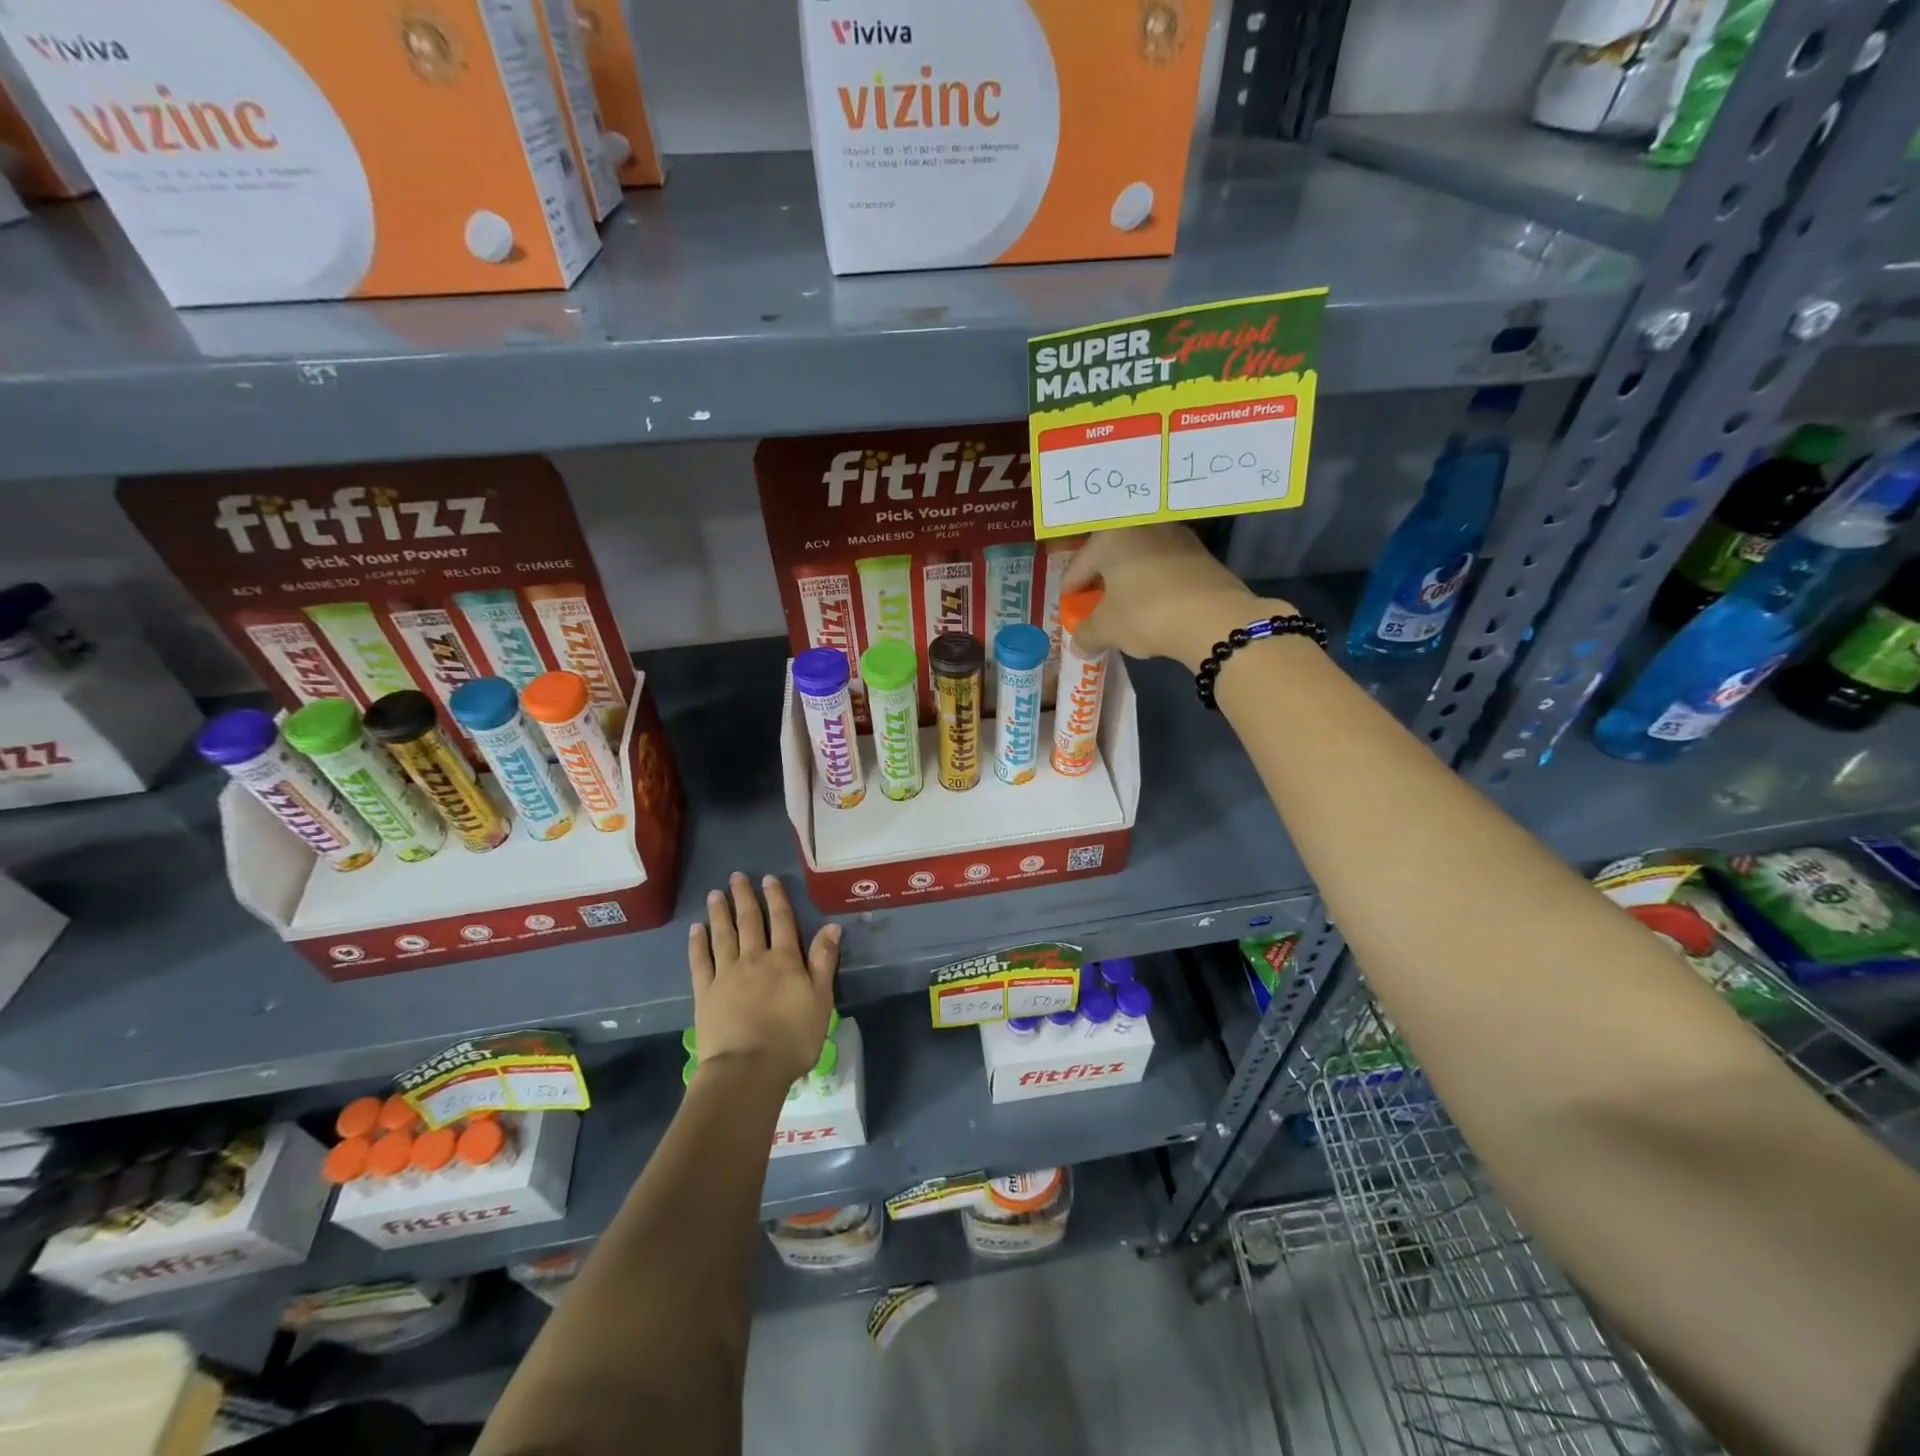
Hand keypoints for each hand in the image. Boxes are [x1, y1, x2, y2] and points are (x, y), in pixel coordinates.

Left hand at [688, 873, 839, 1085]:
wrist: (747, 1069)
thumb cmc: (792, 1038)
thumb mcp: (821, 1000)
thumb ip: (824, 962)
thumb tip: (831, 927)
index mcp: (785, 960)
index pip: (782, 921)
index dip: (776, 898)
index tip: (768, 879)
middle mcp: (755, 959)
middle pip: (750, 922)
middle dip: (744, 897)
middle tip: (737, 876)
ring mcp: (726, 974)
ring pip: (723, 935)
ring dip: (720, 913)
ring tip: (714, 894)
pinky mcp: (705, 993)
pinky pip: (700, 961)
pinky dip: (698, 943)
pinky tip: (696, 929)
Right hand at [1061, 525, 1293, 670]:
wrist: (1214, 618)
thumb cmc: (1146, 614)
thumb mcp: (1106, 629)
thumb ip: (1085, 634)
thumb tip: (1078, 645)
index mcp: (1109, 537)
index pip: (1077, 568)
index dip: (1069, 594)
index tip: (1069, 611)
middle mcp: (1139, 526)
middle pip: (1108, 558)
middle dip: (1100, 584)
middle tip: (1095, 608)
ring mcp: (1173, 535)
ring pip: (1138, 560)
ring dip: (1128, 582)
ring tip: (1125, 608)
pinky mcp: (1199, 551)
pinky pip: (1163, 566)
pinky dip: (1153, 583)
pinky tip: (1154, 605)